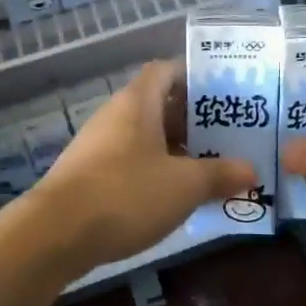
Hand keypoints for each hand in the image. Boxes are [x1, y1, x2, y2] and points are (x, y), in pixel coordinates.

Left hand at [27, 60, 255, 271]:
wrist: (55, 234)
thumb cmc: (126, 194)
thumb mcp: (185, 185)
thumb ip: (220, 175)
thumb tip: (251, 171)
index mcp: (137, 102)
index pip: (166, 70)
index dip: (195, 77)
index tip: (224, 95)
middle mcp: (115, 116)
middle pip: (158, 105)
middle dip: (193, 120)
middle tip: (228, 136)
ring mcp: (98, 147)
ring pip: (145, 138)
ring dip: (175, 150)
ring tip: (210, 167)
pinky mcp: (88, 177)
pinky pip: (130, 163)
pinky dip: (154, 173)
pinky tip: (173, 196)